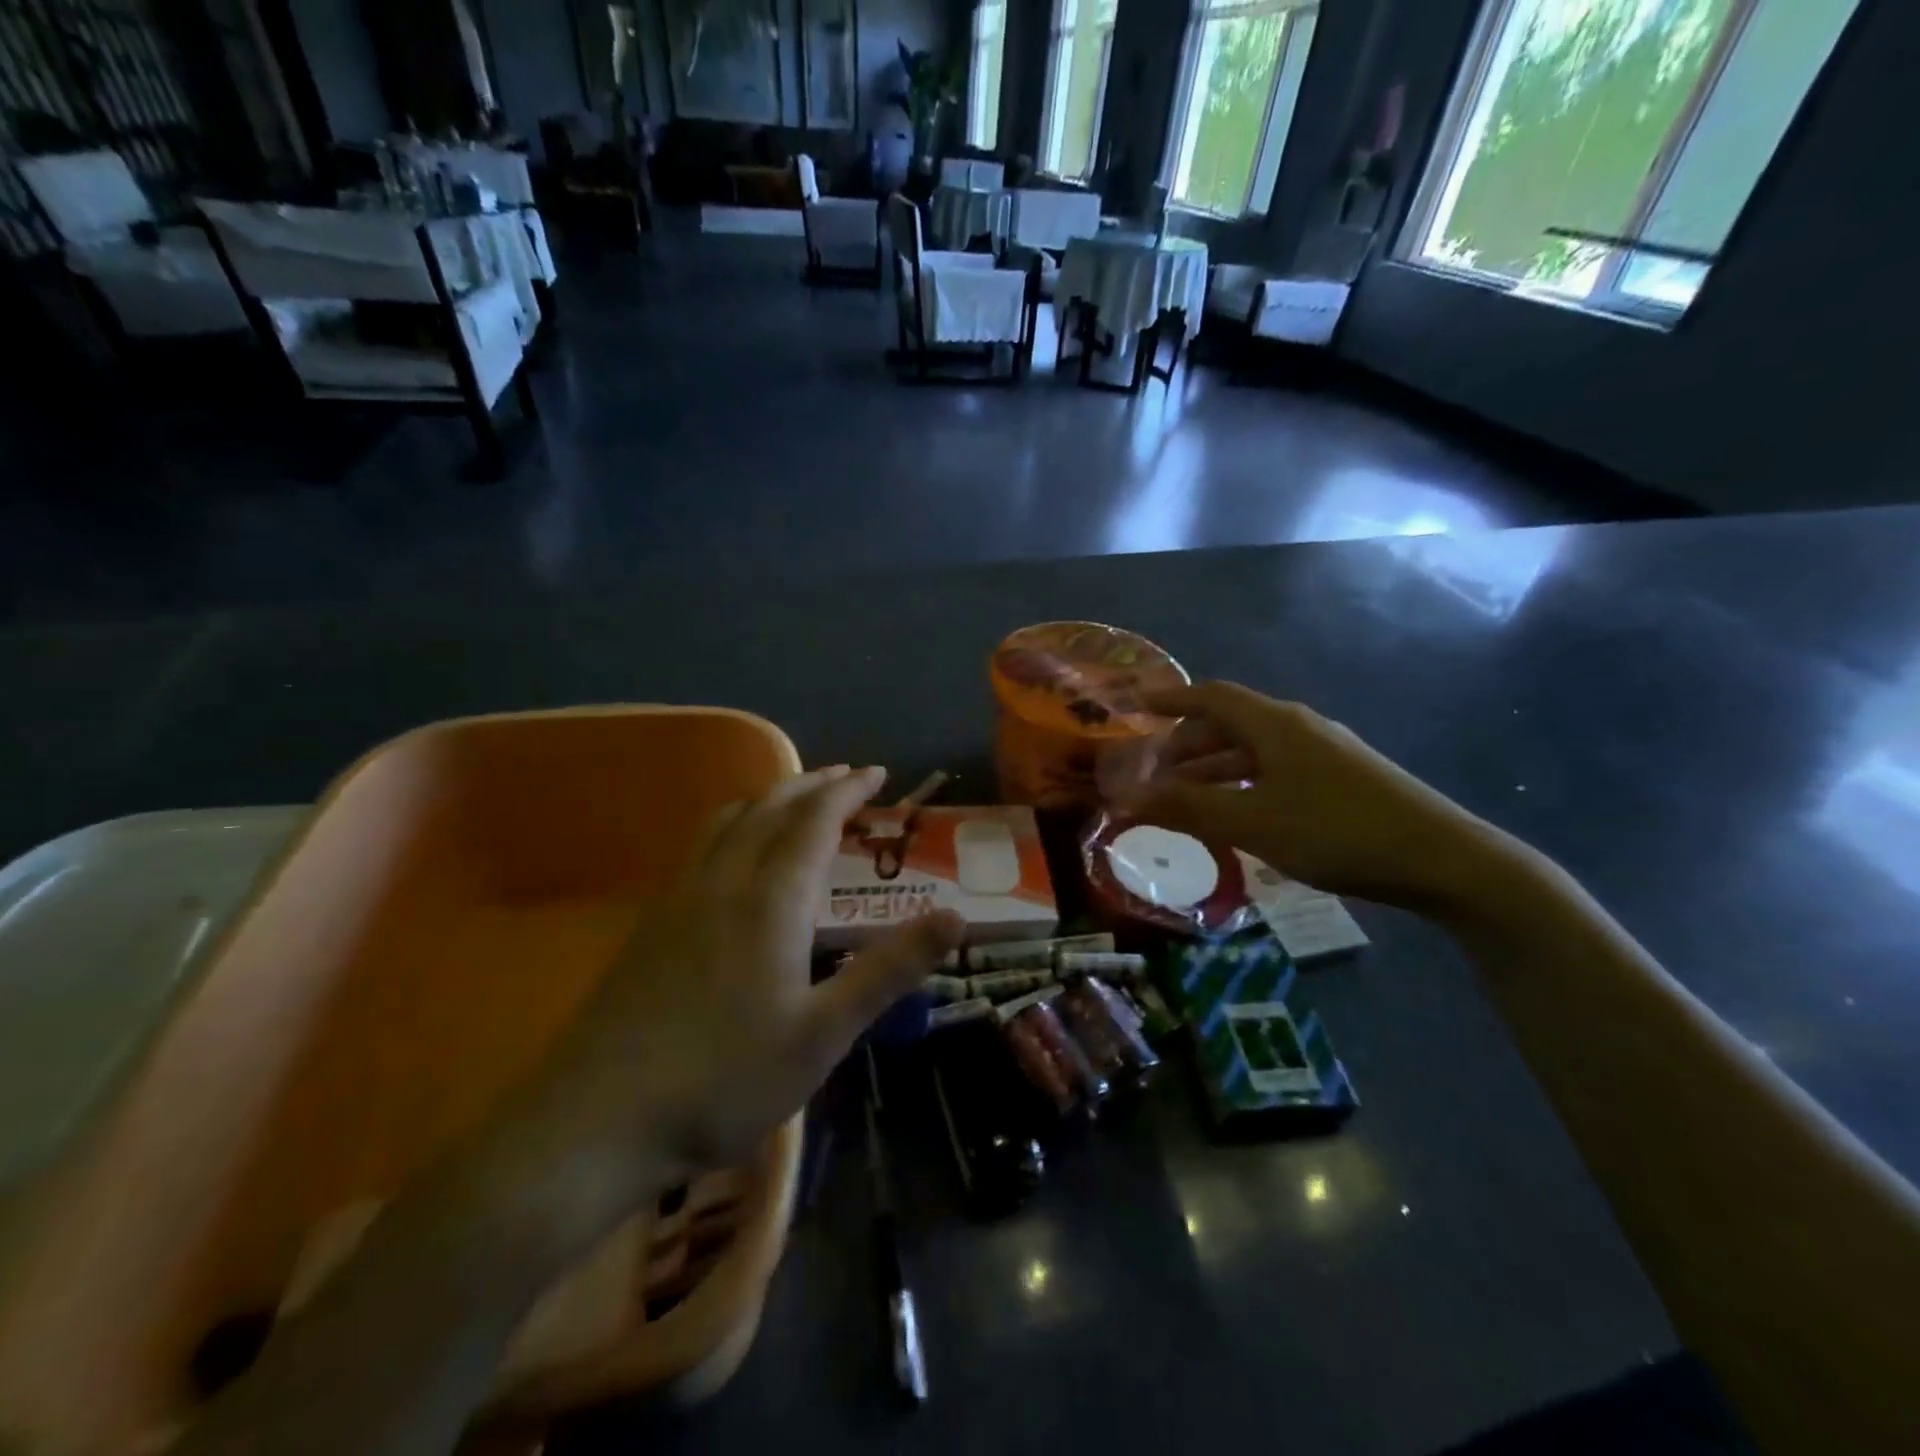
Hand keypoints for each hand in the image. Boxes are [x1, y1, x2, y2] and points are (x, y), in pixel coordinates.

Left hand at [510, 766, 963, 1210]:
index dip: (849, 790)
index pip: (815, 819)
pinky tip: (736, 860)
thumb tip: (954, 917)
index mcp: (770, 899)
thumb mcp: (824, 1033)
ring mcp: (678, 899)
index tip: (877, 773)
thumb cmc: (723, 1079)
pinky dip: (736, 826)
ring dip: (769, 798)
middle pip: (769, 807)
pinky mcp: (651, 924)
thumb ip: (889, 970)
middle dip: (812, 783)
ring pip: (728, 822)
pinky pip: (702, 847)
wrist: (594, 1122)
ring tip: (796, 802)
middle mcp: (723, 881)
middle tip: (846, 776)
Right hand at [1114, 681, 1494, 908]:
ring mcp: (1324, 752)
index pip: (1211, 696)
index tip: (1136, 705)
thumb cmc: (1336, 831)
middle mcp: (1298, 728)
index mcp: (1275, 725)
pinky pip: (1275, 770)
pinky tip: (1237, 812)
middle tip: (1155, 769)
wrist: (1442, 858)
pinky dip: (1243, 783)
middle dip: (1187, 742)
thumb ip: (1187, 808)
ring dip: (1215, 767)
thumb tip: (1127, 796)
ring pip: (1254, 750)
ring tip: (1185, 796)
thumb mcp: (1252, 823)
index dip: (1171, 699)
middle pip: (1231, 722)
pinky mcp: (1341, 779)